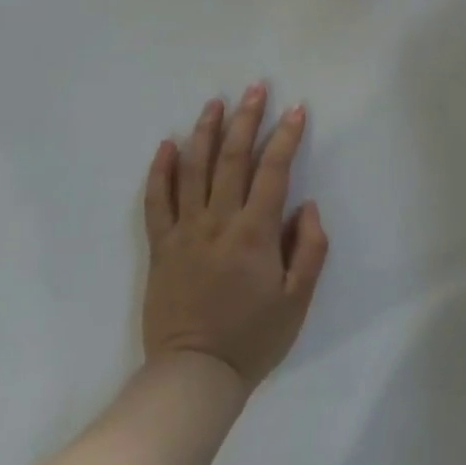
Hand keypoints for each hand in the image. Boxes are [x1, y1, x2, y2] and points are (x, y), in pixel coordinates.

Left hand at [141, 85, 329, 391]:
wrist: (194, 376)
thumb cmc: (253, 339)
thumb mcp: (298, 301)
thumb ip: (309, 249)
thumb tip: (307, 205)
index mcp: (255, 233)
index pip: (273, 170)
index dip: (285, 137)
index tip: (296, 110)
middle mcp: (219, 221)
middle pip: (232, 158)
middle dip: (246, 119)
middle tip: (255, 88)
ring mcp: (185, 231)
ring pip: (193, 169)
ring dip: (205, 132)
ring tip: (215, 103)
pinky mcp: (160, 246)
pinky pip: (156, 201)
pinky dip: (160, 171)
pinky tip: (166, 145)